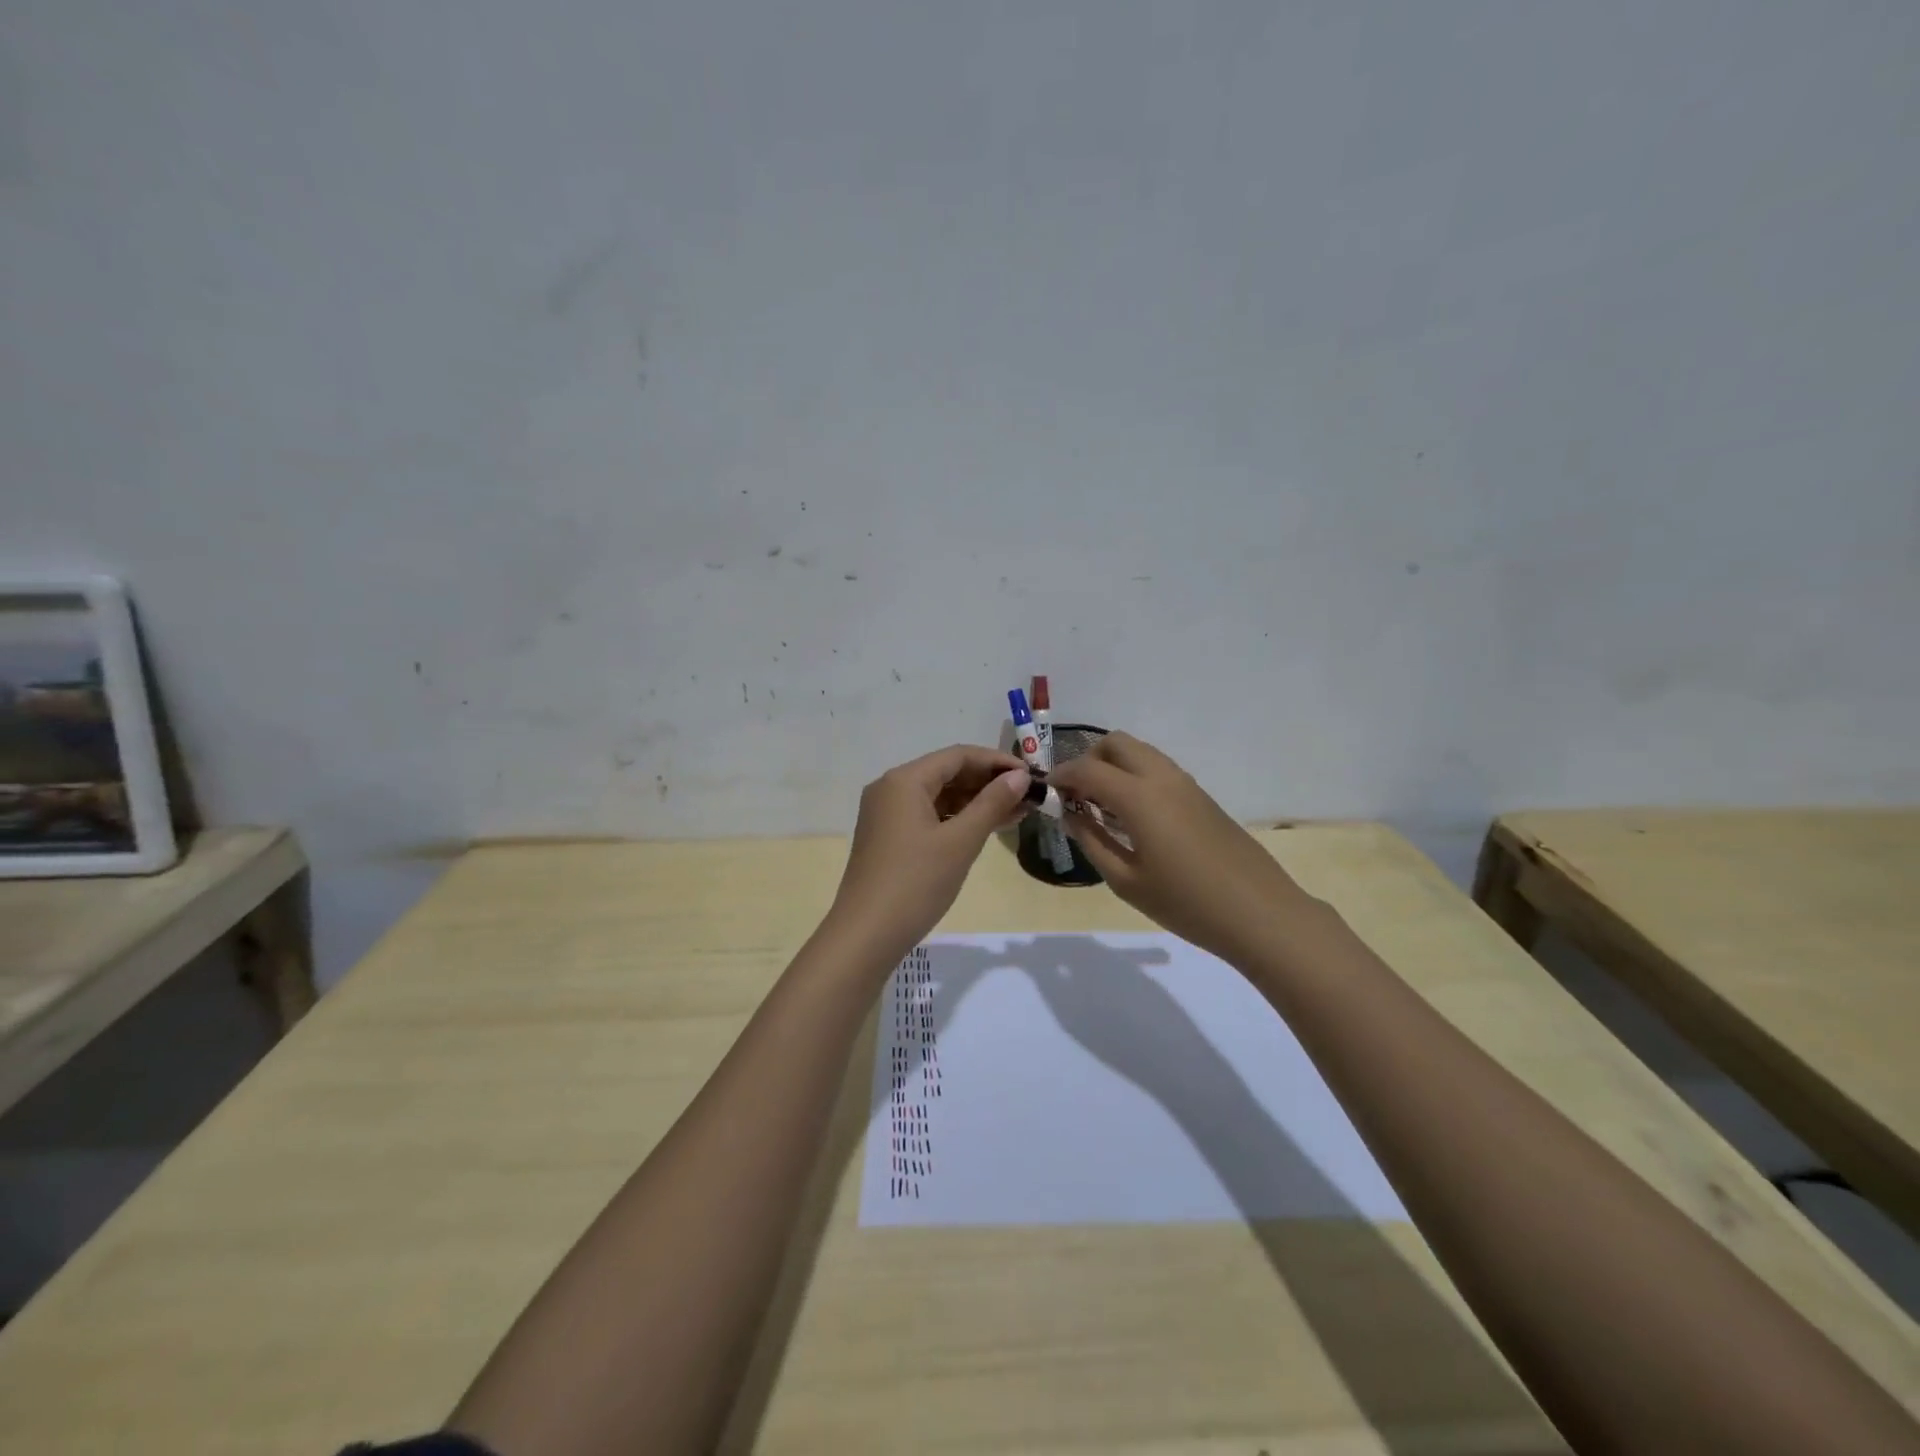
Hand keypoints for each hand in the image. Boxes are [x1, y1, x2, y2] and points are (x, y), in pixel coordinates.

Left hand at [826, 744, 1029, 964]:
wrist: (866, 935)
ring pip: (939, 796)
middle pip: (947, 773)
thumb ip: (992, 804)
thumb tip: (1019, 777)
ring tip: (1016, 813)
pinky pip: (928, 815)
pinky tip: (985, 829)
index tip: (1031, 776)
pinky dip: (957, 819)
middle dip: (988, 783)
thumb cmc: (916, 883)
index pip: (958, 755)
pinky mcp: (888, 837)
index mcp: (904, 780)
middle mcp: (890, 788)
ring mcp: (886, 814)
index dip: (997, 762)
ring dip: (975, 802)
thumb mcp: (960, 842)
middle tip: (1028, 797)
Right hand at [1049, 732, 1318, 966]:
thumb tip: (1069, 814)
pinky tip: (1133, 817)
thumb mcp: (1126, 880)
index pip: (1087, 768)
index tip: (1047, 792)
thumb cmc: (1185, 903)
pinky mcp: (1201, 796)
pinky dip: (1135, 777)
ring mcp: (1185, 783)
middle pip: (1115, 744)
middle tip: (1077, 797)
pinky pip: (1158, 769)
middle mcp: (1161, 777)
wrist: (1259, 913)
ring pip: (1139, 752)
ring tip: (1103, 808)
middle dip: (1088, 760)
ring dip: (1114, 767)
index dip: (1061, 776)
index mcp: (1138, 796)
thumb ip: (1091, 840)